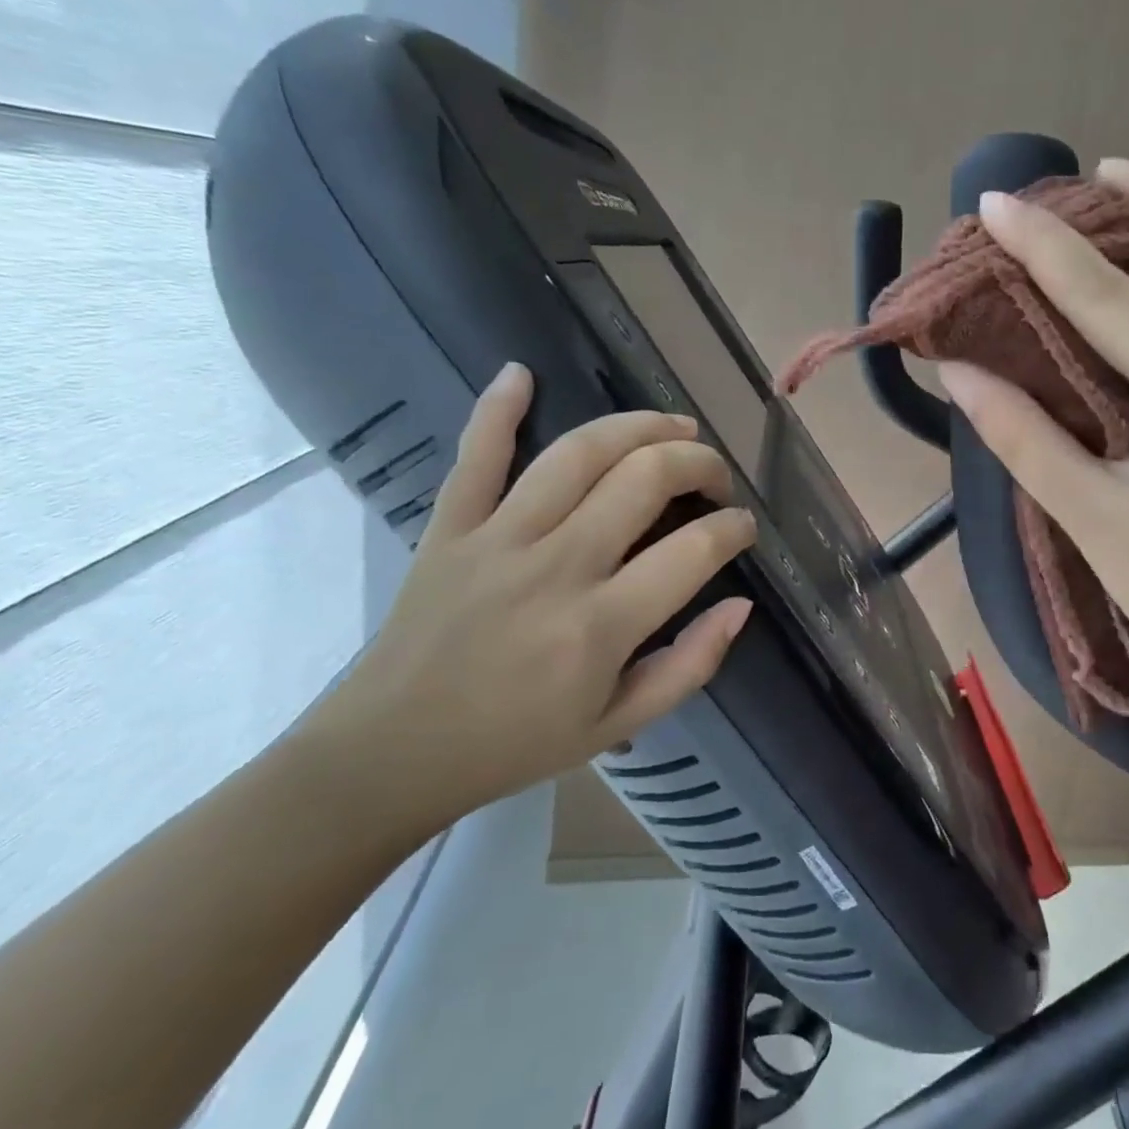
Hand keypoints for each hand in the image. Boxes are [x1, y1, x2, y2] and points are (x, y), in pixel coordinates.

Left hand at [302, 364, 757, 837]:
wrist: (387, 755)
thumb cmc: (513, 744)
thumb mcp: (619, 725)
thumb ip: (690, 665)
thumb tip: (741, 604)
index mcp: (601, 625)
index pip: (694, 550)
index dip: (733, 528)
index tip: (742, 528)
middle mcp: (557, 567)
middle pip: (645, 478)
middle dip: (700, 464)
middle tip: (716, 478)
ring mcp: (498, 538)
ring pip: (579, 453)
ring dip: (639, 426)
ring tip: (674, 427)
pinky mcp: (449, 528)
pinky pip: (476, 455)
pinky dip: (497, 409)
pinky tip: (521, 372)